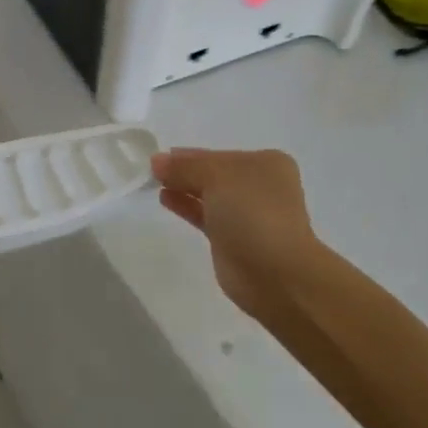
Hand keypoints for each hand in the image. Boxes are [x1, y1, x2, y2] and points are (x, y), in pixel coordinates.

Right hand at [151, 147, 330, 329]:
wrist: (275, 273)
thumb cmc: (252, 213)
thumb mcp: (217, 177)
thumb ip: (184, 167)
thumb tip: (157, 160)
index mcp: (265, 164)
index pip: (219, 154)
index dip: (189, 155)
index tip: (160, 156)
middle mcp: (259, 186)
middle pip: (214, 173)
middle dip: (185, 170)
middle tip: (152, 170)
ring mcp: (247, 214)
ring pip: (209, 194)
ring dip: (183, 187)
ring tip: (154, 182)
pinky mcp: (233, 239)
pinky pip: (205, 214)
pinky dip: (186, 206)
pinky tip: (165, 198)